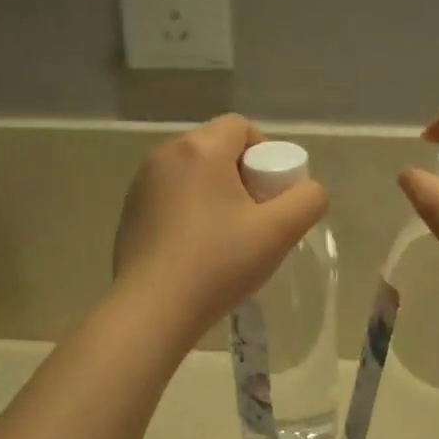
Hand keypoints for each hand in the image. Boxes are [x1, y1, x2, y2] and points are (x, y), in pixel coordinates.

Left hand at [114, 115, 328, 333]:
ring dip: (216, 196)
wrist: (152, 310)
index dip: (267, 155)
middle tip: (256, 221)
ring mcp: (141, 185)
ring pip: (194, 176)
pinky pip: (171, 198)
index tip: (273, 196)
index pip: (242, 127)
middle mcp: (165, 155)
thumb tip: (308, 191)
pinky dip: (190, 214)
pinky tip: (197, 252)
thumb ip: (308, 201)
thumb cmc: (218, 264)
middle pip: (217, 150)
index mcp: (200, 149)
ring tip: (227, 240)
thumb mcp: (279, 232)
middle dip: (243, 177)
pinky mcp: (130, 213)